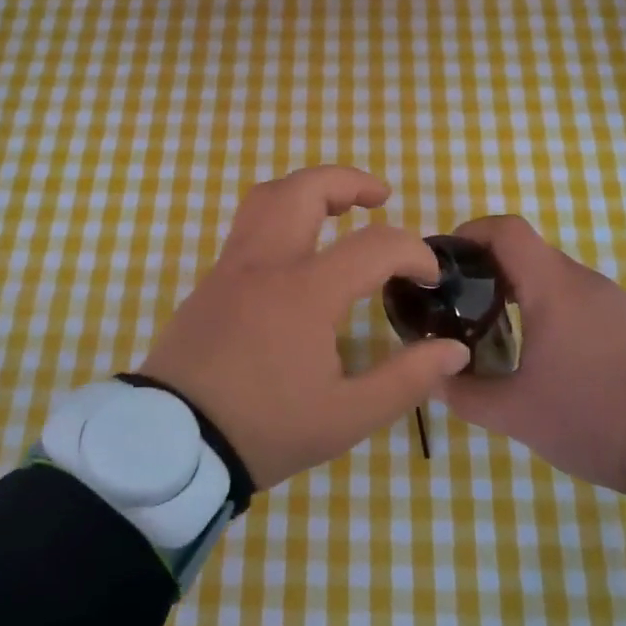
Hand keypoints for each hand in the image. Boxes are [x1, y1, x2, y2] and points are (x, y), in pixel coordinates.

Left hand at [139, 166, 471, 490]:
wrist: (172, 444)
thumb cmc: (264, 428)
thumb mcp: (347, 417)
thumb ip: (406, 380)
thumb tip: (453, 350)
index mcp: (305, 293)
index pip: (374, 246)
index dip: (413, 252)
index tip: (428, 277)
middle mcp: (265, 264)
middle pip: (305, 189)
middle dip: (349, 181)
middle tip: (380, 197)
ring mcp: (230, 268)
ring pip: (266, 198)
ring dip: (308, 190)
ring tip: (337, 210)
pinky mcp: (209, 283)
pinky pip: (247, 229)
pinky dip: (280, 219)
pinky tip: (296, 256)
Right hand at [439, 215, 625, 493]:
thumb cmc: (591, 416)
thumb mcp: (515, 413)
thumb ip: (463, 393)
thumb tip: (432, 377)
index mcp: (554, 288)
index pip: (506, 230)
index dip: (469, 233)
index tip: (445, 262)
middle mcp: (585, 281)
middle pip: (527, 253)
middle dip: (487, 271)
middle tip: (458, 306)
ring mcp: (614, 300)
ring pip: (553, 278)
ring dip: (519, 293)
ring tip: (494, 331)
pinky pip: (579, 300)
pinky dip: (549, 310)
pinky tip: (542, 353)